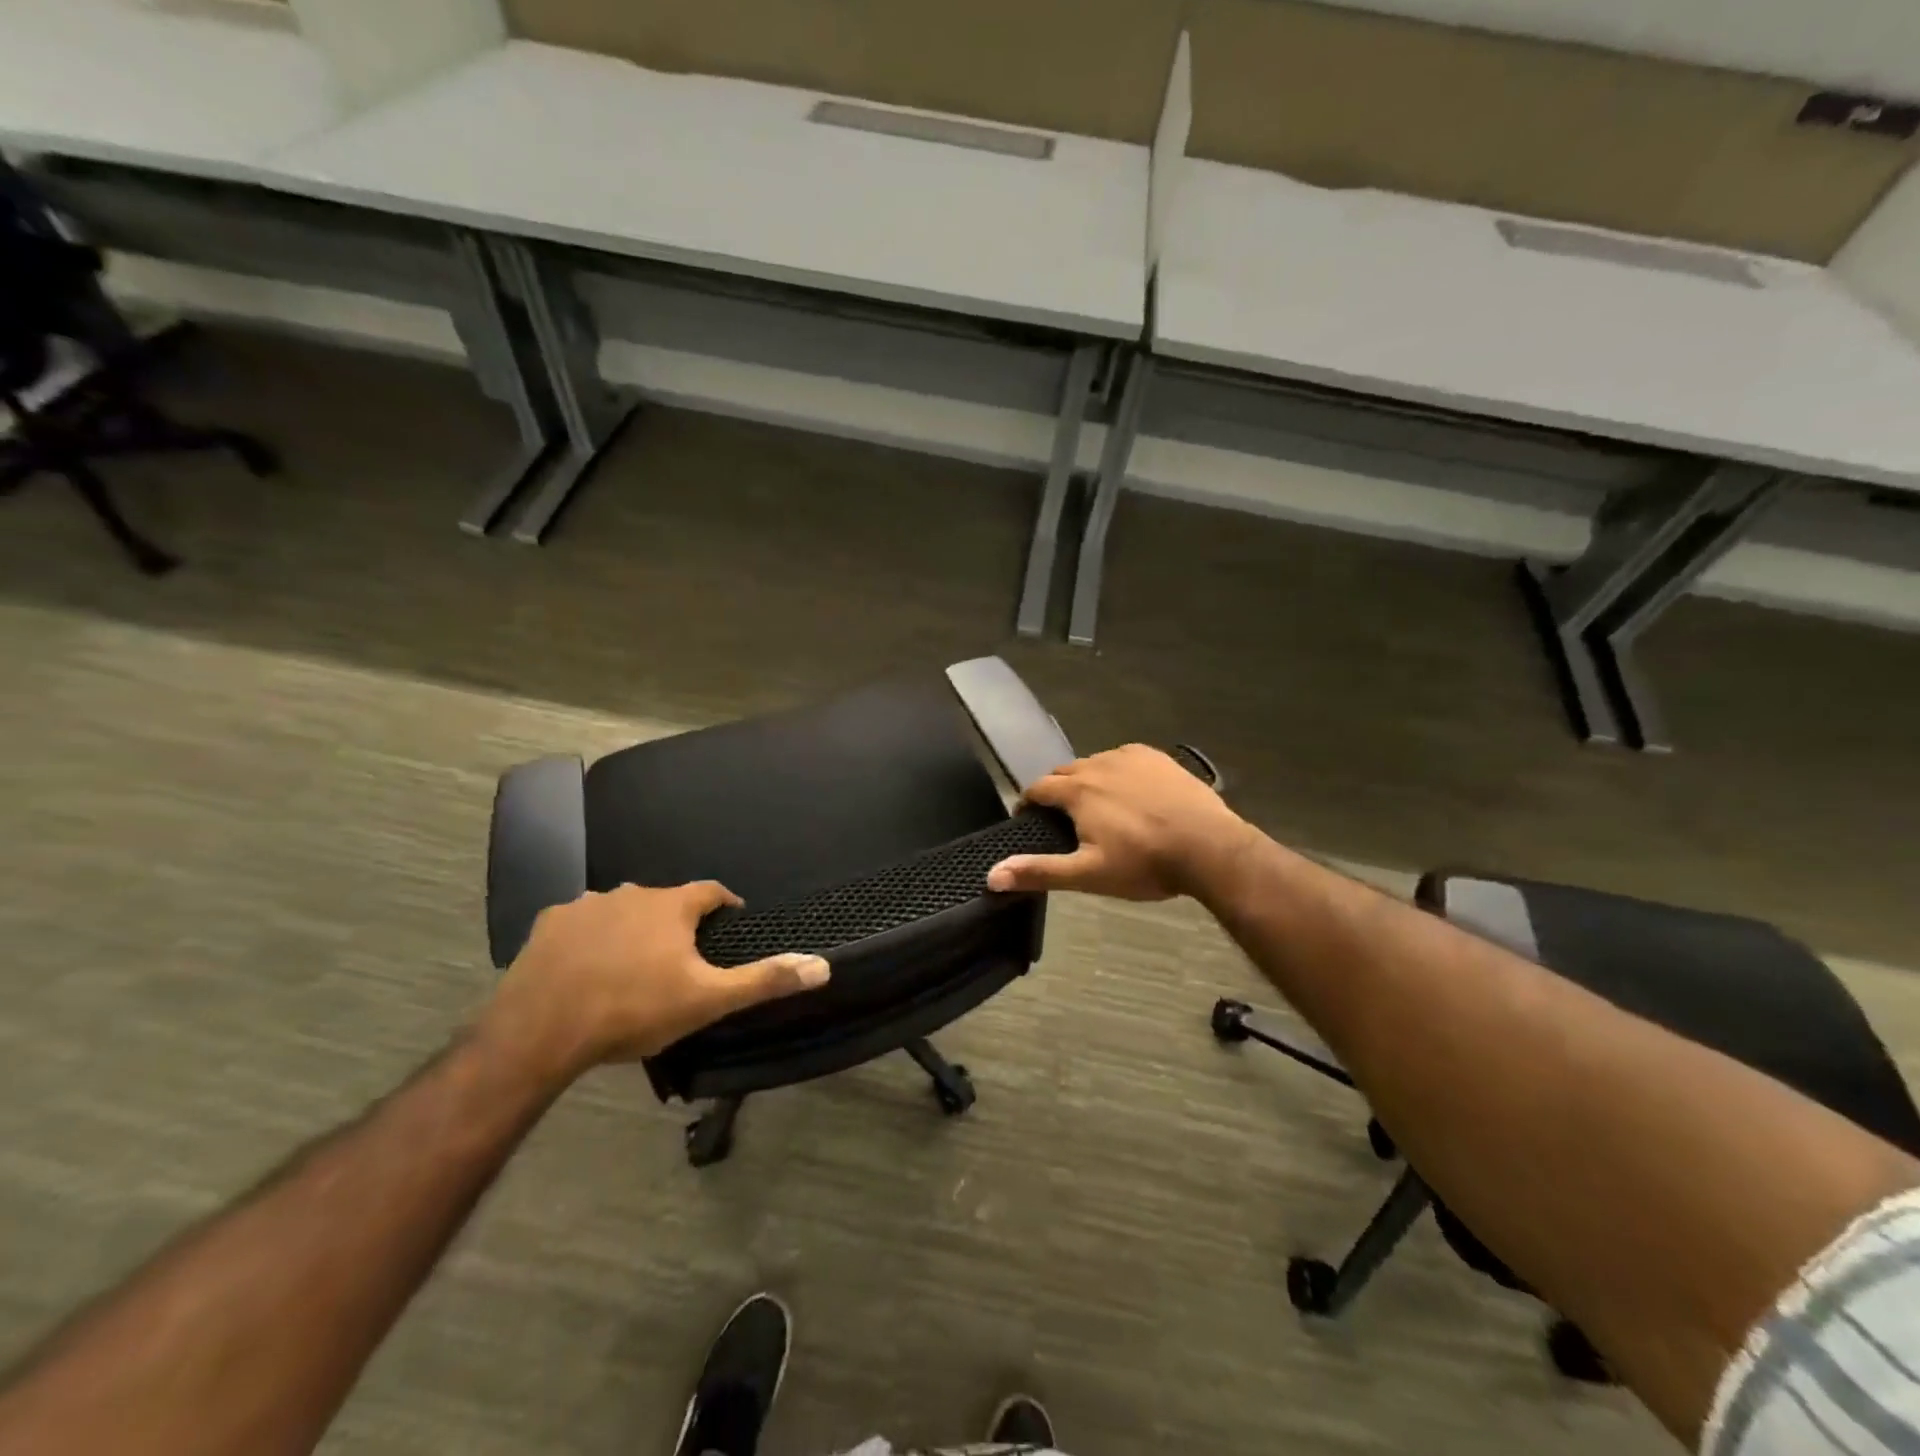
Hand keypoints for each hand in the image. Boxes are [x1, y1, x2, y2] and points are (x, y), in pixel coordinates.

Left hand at [481, 882, 829, 1080]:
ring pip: (622, 909)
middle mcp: (631, 893)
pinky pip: (580, 923)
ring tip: (633, 963)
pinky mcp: (549, 924)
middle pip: (665, 901)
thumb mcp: (707, 1000)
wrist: (542, 1031)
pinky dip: (591, 937)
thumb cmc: (633, 1010)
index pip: (711, 892)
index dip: (725, 905)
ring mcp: (585, 905)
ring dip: (633, 927)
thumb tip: (823, 965)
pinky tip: (587, 966)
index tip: (731, 922)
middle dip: (676, 922)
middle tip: (680, 957)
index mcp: (672, 906)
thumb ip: (764, 980)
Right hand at [987, 745, 1252, 901]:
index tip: (1027, 819)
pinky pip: (1125, 759)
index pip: (1038, 788)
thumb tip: (991, 875)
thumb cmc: (1144, 863)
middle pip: (1065, 773)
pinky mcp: (1157, 758)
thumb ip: (1039, 871)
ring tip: (1096, 806)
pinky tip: (1130, 792)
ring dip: (1087, 781)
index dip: (1028, 803)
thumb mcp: (1088, 874)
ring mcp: (1131, 757)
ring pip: (1095, 763)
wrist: (1209, 847)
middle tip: (1062, 818)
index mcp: (1077, 790)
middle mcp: (1098, 764)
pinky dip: (1117, 772)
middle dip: (1056, 791)